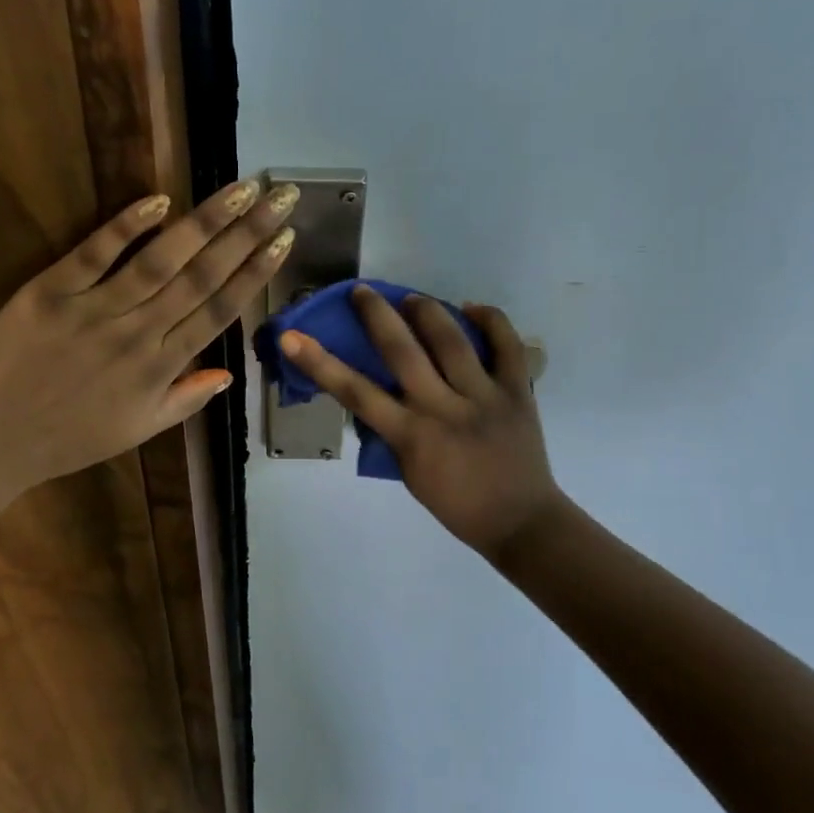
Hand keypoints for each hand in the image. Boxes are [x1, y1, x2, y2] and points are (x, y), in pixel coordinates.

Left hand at [0, 180, 297, 490]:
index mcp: (161, 368)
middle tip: (280, 196)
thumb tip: (231, 373)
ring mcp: (94, 310)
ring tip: (239, 189)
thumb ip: (186, 399)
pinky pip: (94, 253)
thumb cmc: (69, 439)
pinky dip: (126, 225)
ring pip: (160, 260)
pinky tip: (160, 200)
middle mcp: (138, 334)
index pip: (219, 310)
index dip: (255, 272)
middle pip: (201, 276)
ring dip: (204, 222)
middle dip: (246, 233)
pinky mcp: (50, 291)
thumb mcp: (137, 430)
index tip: (283, 239)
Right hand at [278, 287, 564, 560]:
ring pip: (452, 340)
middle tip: (362, 291)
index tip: (293, 337)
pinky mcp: (518, 392)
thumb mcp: (409, 473)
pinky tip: (472, 308)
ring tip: (412, 298)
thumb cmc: (456, 503)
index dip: (320, 362)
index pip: (356, 392)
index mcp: (411, 436)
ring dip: (427, 311)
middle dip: (377, 314)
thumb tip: (379, 394)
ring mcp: (484, 397)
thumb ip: (393, 432)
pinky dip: (491, 321)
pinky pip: (507, 346)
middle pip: (403, 351)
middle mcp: (444, 409)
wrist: (520, 521)